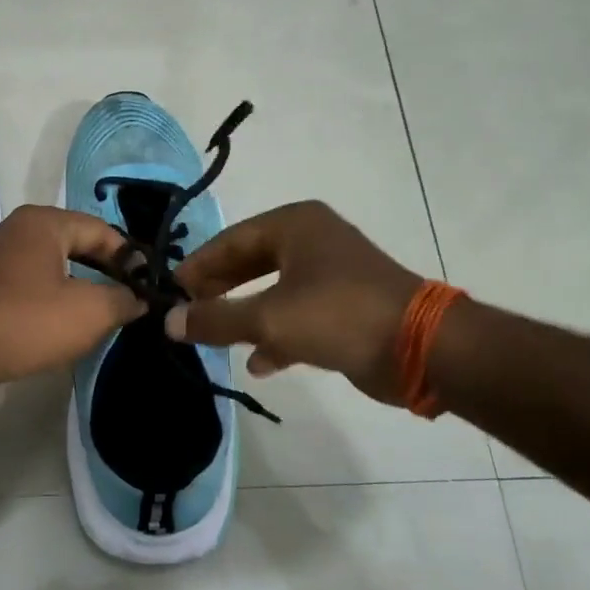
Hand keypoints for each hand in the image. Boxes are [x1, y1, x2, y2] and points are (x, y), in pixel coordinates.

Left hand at [0, 205, 144, 391]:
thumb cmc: (26, 322)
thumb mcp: (89, 311)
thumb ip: (123, 299)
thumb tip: (139, 298)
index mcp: (44, 222)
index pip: (102, 230)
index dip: (131, 258)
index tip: (149, 287)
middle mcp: (18, 231)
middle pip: (77, 246)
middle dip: (106, 274)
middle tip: (131, 302)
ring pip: (53, 270)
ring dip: (80, 291)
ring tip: (105, 318)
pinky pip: (31, 289)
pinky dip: (53, 304)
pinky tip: (65, 329)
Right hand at [167, 201, 423, 405]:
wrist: (420, 347)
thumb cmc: (338, 315)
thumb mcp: (268, 317)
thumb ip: (215, 319)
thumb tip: (169, 322)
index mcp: (294, 226)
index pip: (230, 241)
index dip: (197, 267)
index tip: (170, 292)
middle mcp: (312, 242)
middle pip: (249, 263)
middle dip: (219, 290)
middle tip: (187, 312)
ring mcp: (330, 275)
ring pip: (271, 291)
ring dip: (244, 315)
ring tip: (214, 338)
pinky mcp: (344, 308)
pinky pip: (296, 316)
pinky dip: (276, 336)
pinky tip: (259, 363)